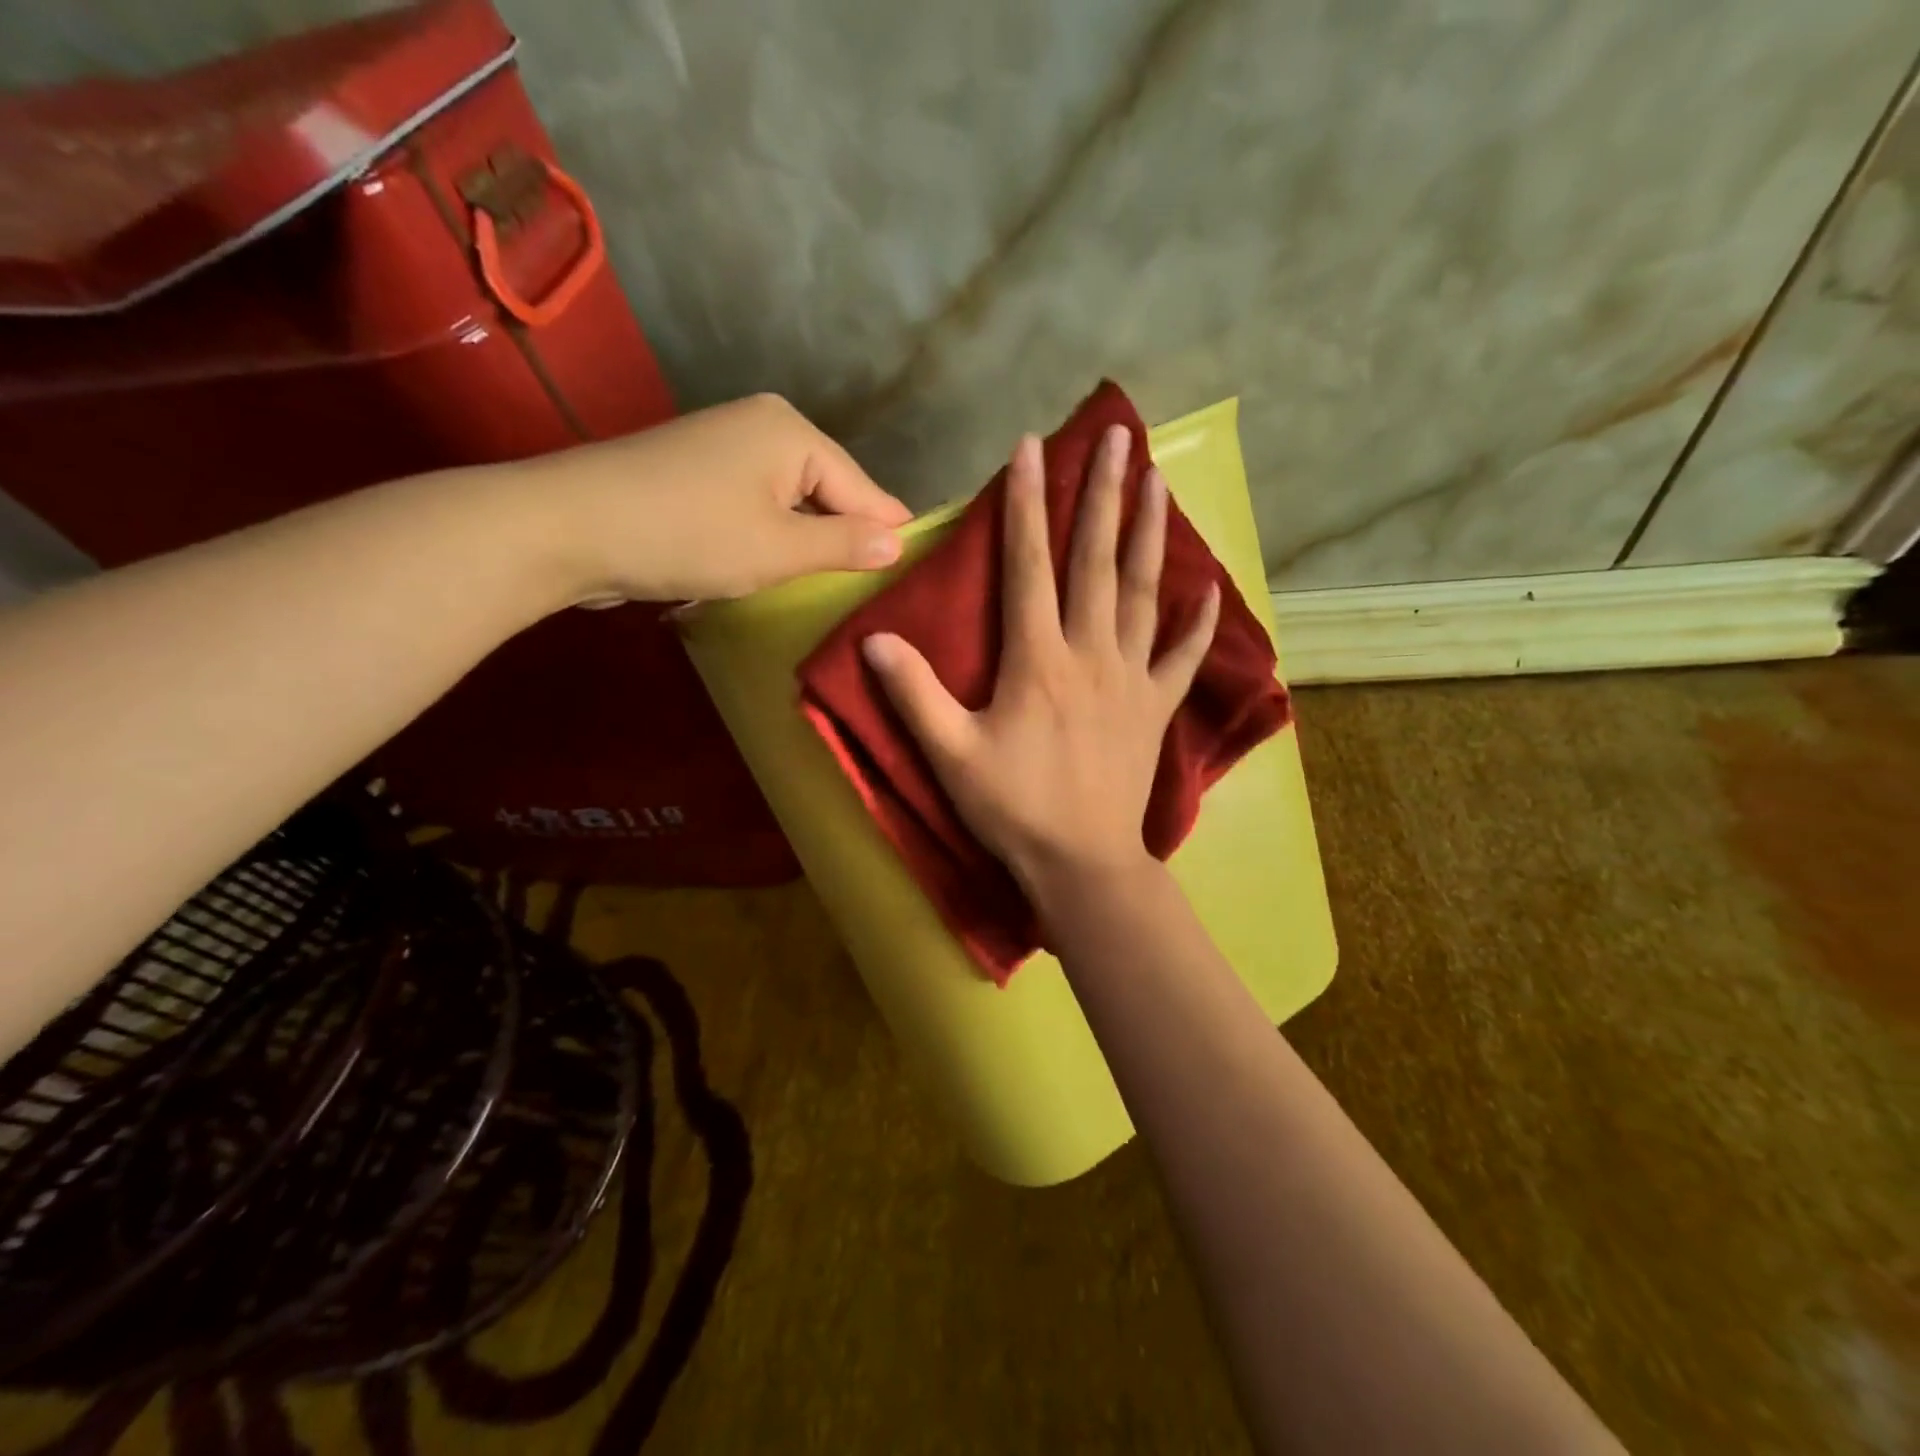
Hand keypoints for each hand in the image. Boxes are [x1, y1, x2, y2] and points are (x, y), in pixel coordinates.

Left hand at [520, 393, 910, 602]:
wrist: (568, 526)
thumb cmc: (688, 535)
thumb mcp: (780, 549)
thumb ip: (845, 544)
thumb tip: (898, 544)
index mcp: (793, 432)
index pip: (865, 489)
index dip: (887, 536)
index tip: (912, 578)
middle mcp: (764, 425)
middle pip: (830, 489)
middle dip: (845, 538)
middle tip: (869, 593)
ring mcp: (726, 444)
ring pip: (793, 500)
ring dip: (808, 540)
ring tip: (829, 587)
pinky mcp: (697, 470)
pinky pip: (758, 503)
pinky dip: (772, 534)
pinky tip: (777, 566)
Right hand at [861, 425, 1218, 893]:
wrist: (1081, 862)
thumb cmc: (1014, 808)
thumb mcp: (950, 754)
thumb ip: (915, 694)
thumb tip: (873, 640)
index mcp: (1038, 658)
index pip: (1029, 564)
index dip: (1027, 503)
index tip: (1032, 446)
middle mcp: (1090, 653)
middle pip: (1098, 561)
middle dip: (1103, 494)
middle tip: (1116, 436)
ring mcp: (1131, 678)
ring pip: (1145, 594)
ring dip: (1151, 534)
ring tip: (1157, 482)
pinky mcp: (1155, 708)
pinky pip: (1182, 657)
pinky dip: (1197, 622)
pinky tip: (1209, 588)